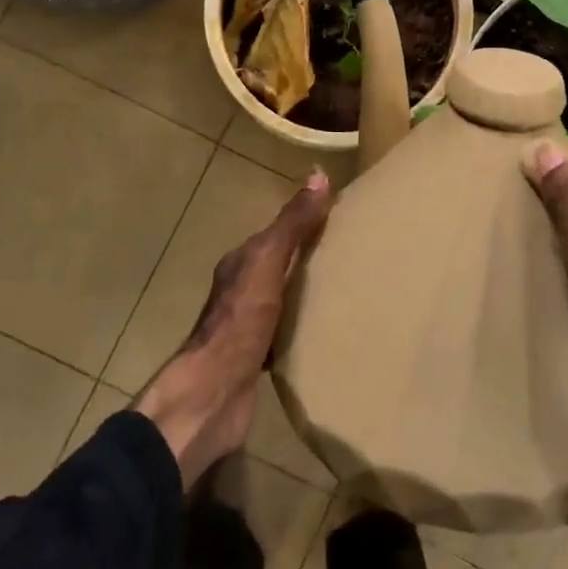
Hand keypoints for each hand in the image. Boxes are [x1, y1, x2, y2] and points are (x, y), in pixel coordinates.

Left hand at [136, 172, 332, 489]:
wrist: (215, 391)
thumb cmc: (240, 320)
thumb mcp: (268, 262)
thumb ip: (291, 225)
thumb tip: (318, 176)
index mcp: (241, 263)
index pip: (276, 234)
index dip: (304, 223)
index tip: (341, 219)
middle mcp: (241, 290)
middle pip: (280, 266)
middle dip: (309, 260)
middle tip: (352, 256)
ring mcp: (247, 325)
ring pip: (283, 300)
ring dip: (307, 294)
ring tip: (347, 293)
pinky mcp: (257, 358)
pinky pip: (287, 333)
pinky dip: (304, 328)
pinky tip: (327, 333)